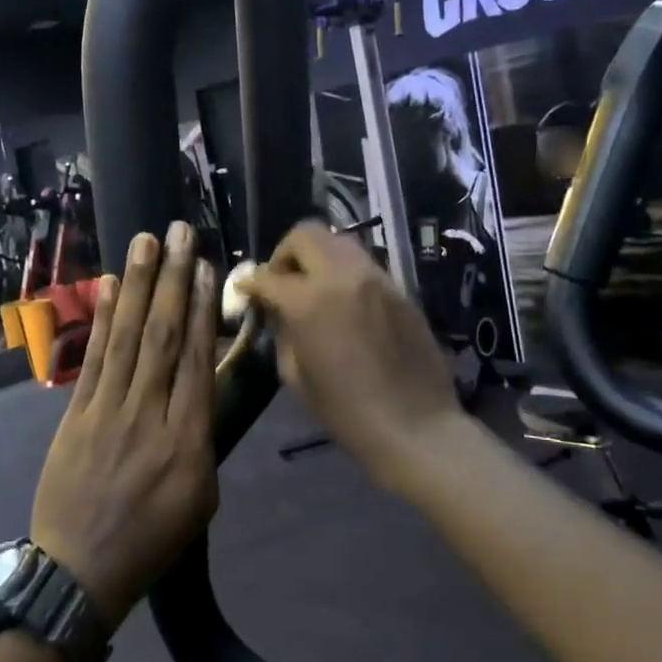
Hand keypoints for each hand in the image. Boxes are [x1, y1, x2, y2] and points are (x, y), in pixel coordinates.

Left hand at [31, 222, 219, 630]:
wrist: (78, 572)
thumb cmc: (151, 541)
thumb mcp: (200, 499)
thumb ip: (203, 440)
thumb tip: (201, 390)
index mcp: (186, 440)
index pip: (195, 359)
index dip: (200, 308)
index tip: (205, 267)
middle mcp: (147, 414)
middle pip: (162, 336)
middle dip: (172, 280)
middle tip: (179, 233)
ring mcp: (106, 410)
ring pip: (126, 338)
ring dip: (137, 286)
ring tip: (146, 243)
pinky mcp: (75, 414)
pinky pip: (92, 359)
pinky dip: (100, 320)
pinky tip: (107, 286)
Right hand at [239, 221, 461, 474]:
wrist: (415, 426)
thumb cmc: (346, 411)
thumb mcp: (295, 375)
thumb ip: (282, 332)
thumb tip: (277, 311)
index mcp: (309, 301)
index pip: (269, 276)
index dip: (252, 284)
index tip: (247, 292)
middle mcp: (342, 276)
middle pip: (306, 235)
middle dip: (285, 254)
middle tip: (282, 281)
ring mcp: (376, 278)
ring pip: (339, 242)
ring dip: (318, 256)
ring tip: (313, 287)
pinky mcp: (399, 288)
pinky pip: (364, 264)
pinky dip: (345, 272)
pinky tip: (344, 302)